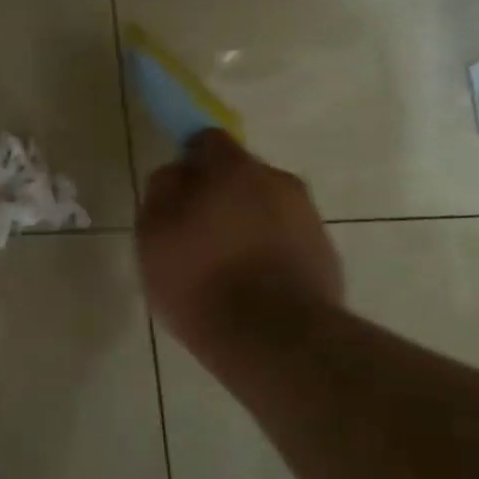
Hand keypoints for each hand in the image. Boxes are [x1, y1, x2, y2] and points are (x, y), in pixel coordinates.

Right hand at [135, 132, 343, 365]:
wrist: (273, 338)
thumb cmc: (198, 278)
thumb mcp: (153, 233)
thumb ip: (161, 191)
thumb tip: (176, 173)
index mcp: (232, 169)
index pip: (207, 140)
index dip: (188, 159)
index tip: (174, 188)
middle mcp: (278, 181)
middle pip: (241, 175)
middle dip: (219, 194)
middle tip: (193, 230)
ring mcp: (308, 218)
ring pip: (267, 208)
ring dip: (245, 224)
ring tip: (222, 264)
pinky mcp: (325, 255)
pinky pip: (287, 240)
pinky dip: (268, 251)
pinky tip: (250, 285)